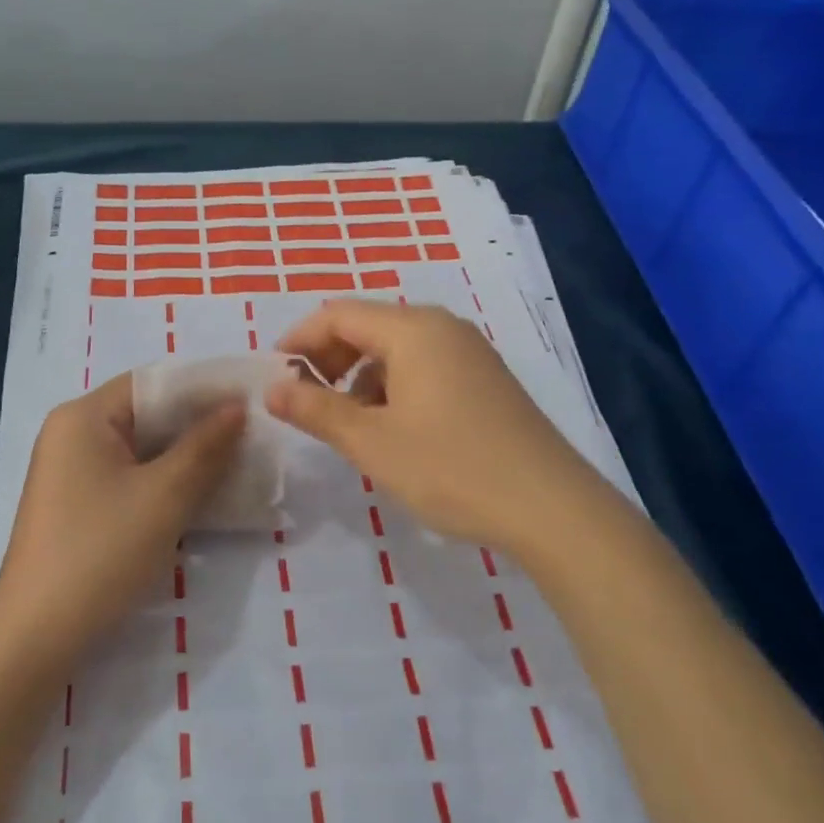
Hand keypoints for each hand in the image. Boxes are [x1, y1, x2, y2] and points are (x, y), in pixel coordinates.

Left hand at [0, 373, 244, 661]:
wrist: (36, 639)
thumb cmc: (101, 552)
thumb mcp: (164, 496)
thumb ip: (205, 445)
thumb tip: (237, 406)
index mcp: (83, 416)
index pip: (152, 381)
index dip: (202, 388)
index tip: (249, 398)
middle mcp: (72, 434)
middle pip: (146, 413)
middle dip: (198, 424)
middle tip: (251, 433)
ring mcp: (71, 472)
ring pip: (140, 449)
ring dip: (185, 455)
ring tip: (237, 462)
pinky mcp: (77, 505)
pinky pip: (129, 477)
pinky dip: (164, 480)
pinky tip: (200, 494)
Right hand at [266, 300, 590, 552]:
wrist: (552, 508)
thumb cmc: (451, 468)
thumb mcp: (371, 442)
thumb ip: (315, 410)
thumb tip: (271, 389)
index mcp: (412, 329)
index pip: (338, 315)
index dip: (300, 339)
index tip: (274, 374)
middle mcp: (442, 327)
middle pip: (368, 325)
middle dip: (329, 357)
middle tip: (307, 398)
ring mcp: (469, 351)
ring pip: (396, 347)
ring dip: (360, 374)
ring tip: (349, 421)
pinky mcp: (485, 378)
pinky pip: (424, 365)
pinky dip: (393, 384)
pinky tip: (394, 427)